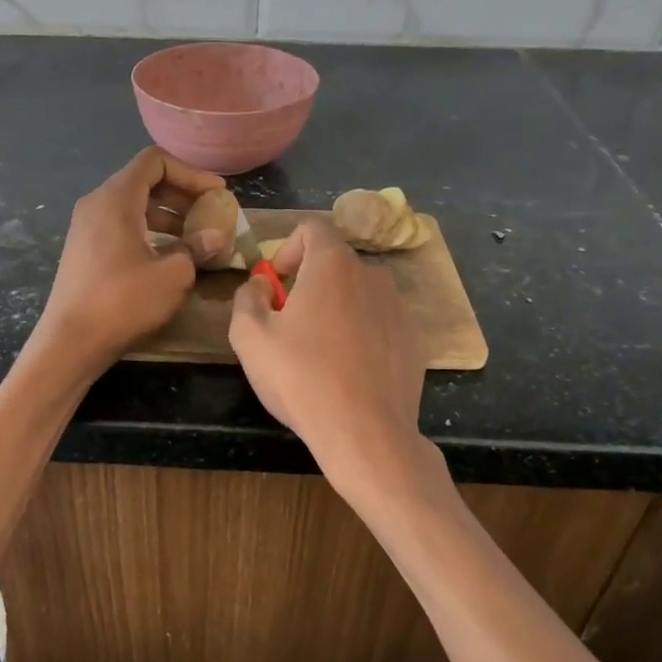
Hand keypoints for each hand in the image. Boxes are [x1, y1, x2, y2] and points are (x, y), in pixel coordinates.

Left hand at [34, 147, 225, 377]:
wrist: (71, 341)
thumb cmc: (123, 302)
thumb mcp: (174, 275)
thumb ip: (197, 247)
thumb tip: (214, 236)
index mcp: (116, 198)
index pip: (155, 161)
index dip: (191, 173)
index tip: (216, 194)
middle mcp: (97, 204)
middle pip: (144, 181)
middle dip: (182, 194)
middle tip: (211, 215)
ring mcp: (86, 227)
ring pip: (134, 206)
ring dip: (168, 216)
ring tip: (196, 238)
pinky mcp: (85, 250)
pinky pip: (122, 226)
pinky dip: (149, 231)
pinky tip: (169, 256)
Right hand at [229, 220, 431, 500]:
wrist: (366, 433)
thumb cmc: (301, 378)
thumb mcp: (250, 338)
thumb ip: (247, 298)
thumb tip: (260, 286)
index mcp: (333, 266)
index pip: (312, 228)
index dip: (288, 249)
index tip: (276, 283)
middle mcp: (372, 277)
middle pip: (335, 265)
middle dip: (308, 284)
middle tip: (289, 323)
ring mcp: (399, 309)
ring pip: (358, 295)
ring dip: (336, 310)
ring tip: (319, 352)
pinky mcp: (413, 341)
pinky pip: (379, 323)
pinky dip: (361, 334)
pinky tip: (348, 372)